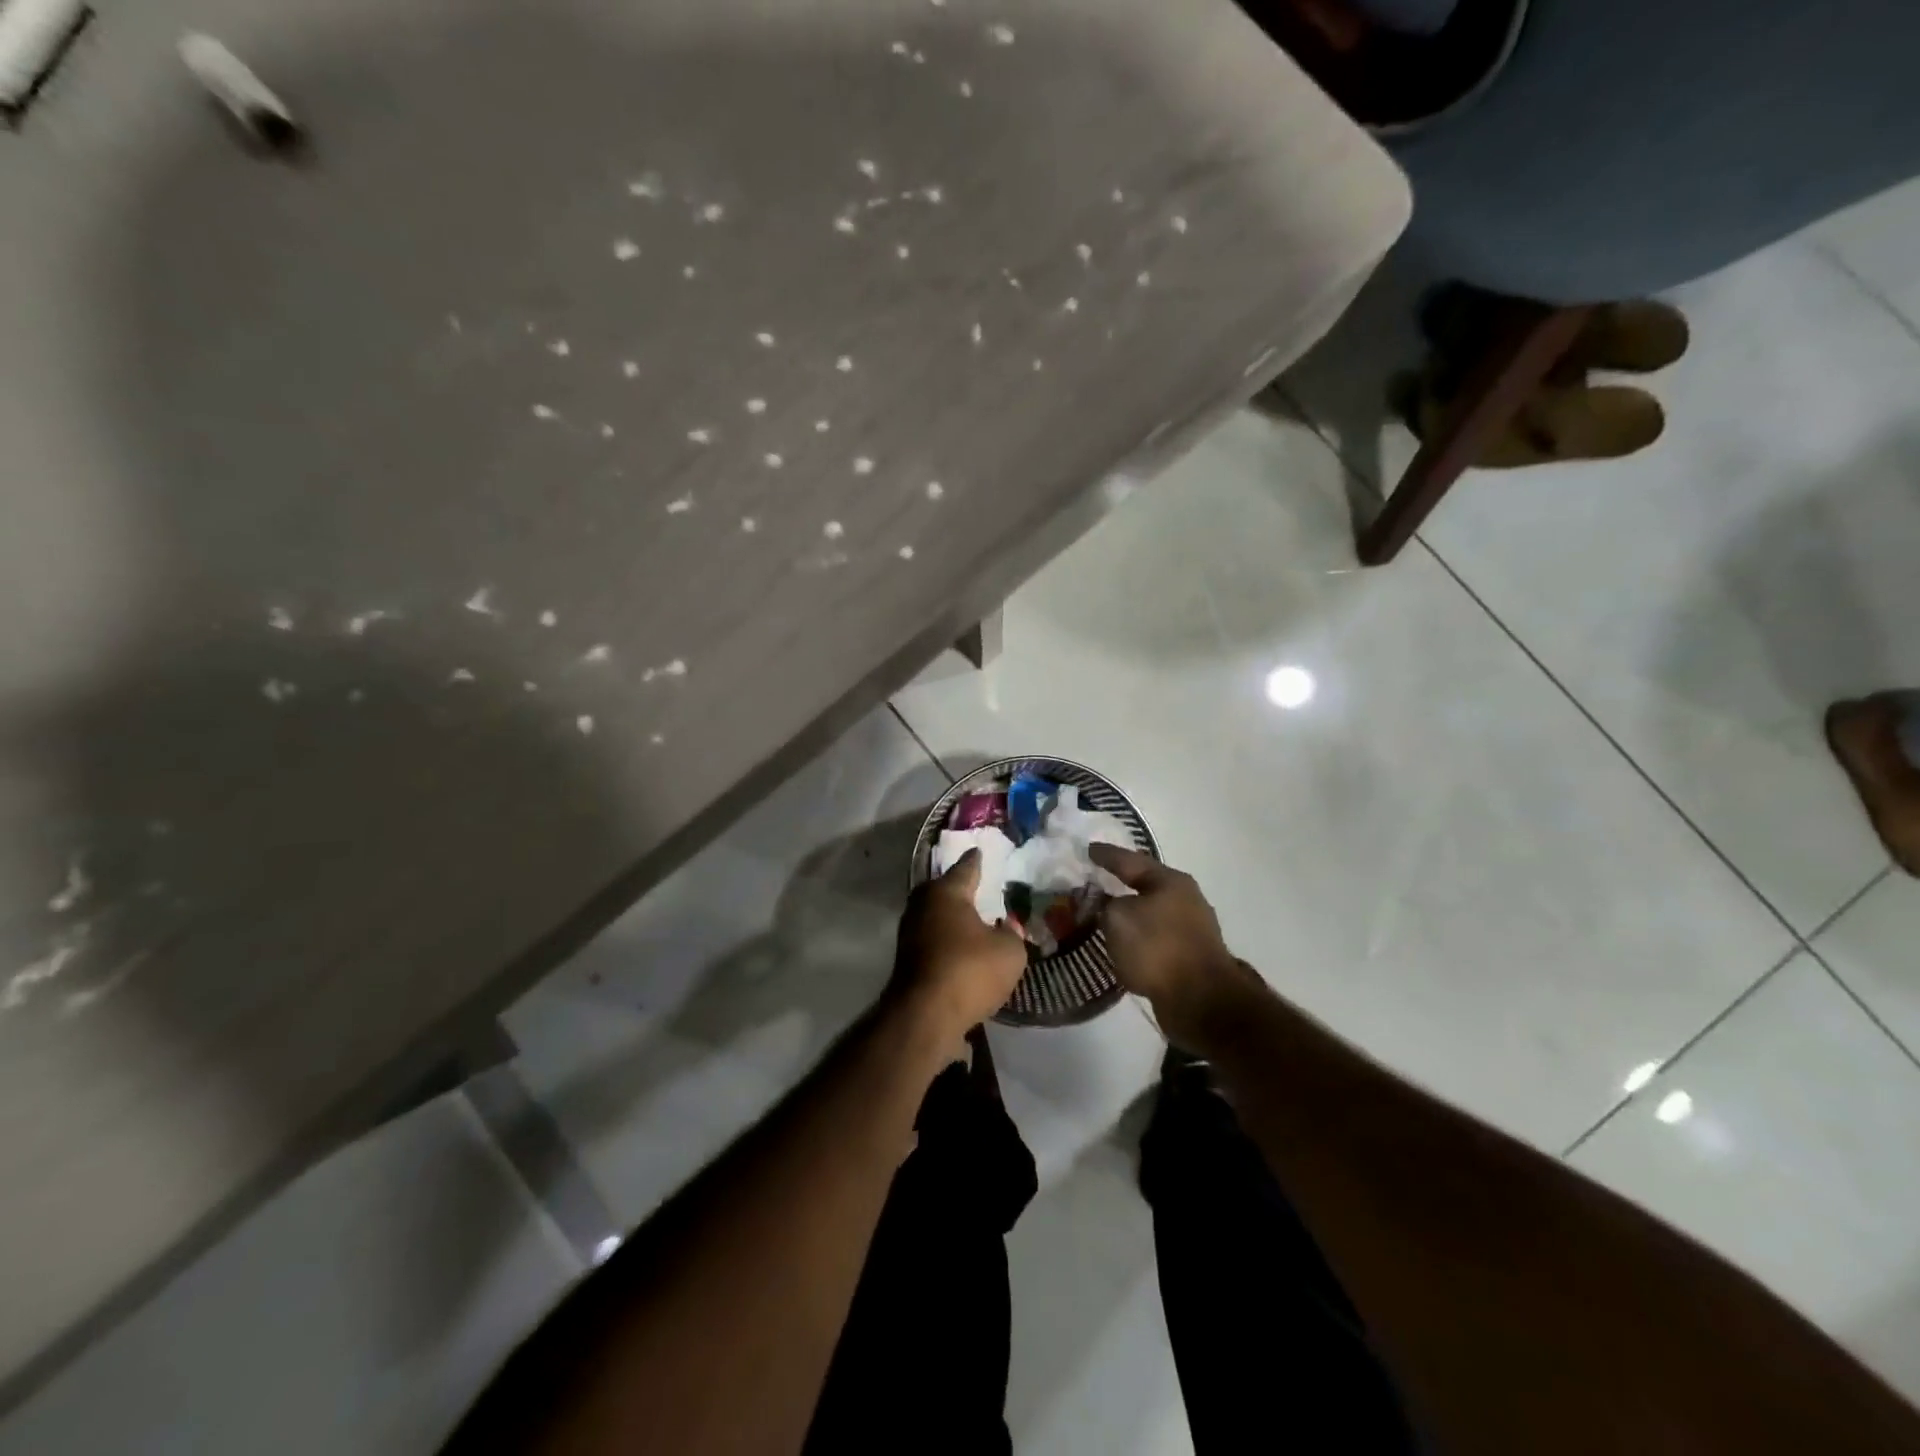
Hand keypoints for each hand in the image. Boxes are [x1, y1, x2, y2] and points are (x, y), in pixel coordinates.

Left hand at [890, 849, 1028, 1039]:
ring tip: (971, 919)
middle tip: (975, 885)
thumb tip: (1006, 928)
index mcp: (947, 892)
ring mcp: (910, 933)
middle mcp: (923, 905)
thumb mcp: (1009, 952)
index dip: (975, 861)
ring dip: (951, 918)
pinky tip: (960, 948)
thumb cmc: (970, 970)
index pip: (965, 868)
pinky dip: (946, 941)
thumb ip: (1012, 935)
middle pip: (942, 890)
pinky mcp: (906, 960)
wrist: (925, 1015)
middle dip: (958, 888)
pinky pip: (932, 940)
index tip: (978, 851)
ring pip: (934, 916)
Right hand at [1091, 844, 1262, 1049]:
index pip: (1130, 860)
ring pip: (1150, 912)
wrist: (1201, 1001)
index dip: (1106, 855)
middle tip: (1096, 879)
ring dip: (1129, 912)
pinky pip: (1155, 937)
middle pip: (1145, 884)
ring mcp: (1191, 928)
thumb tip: (1105, 904)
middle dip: (1120, 882)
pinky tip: (1123, 943)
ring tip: (1104, 914)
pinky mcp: (1190, 956)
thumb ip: (1103, 904)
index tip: (1088, 849)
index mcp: (1170, 881)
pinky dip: (1137, 936)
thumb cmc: (1157, 948)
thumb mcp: (1118, 918)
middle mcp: (1185, 899)